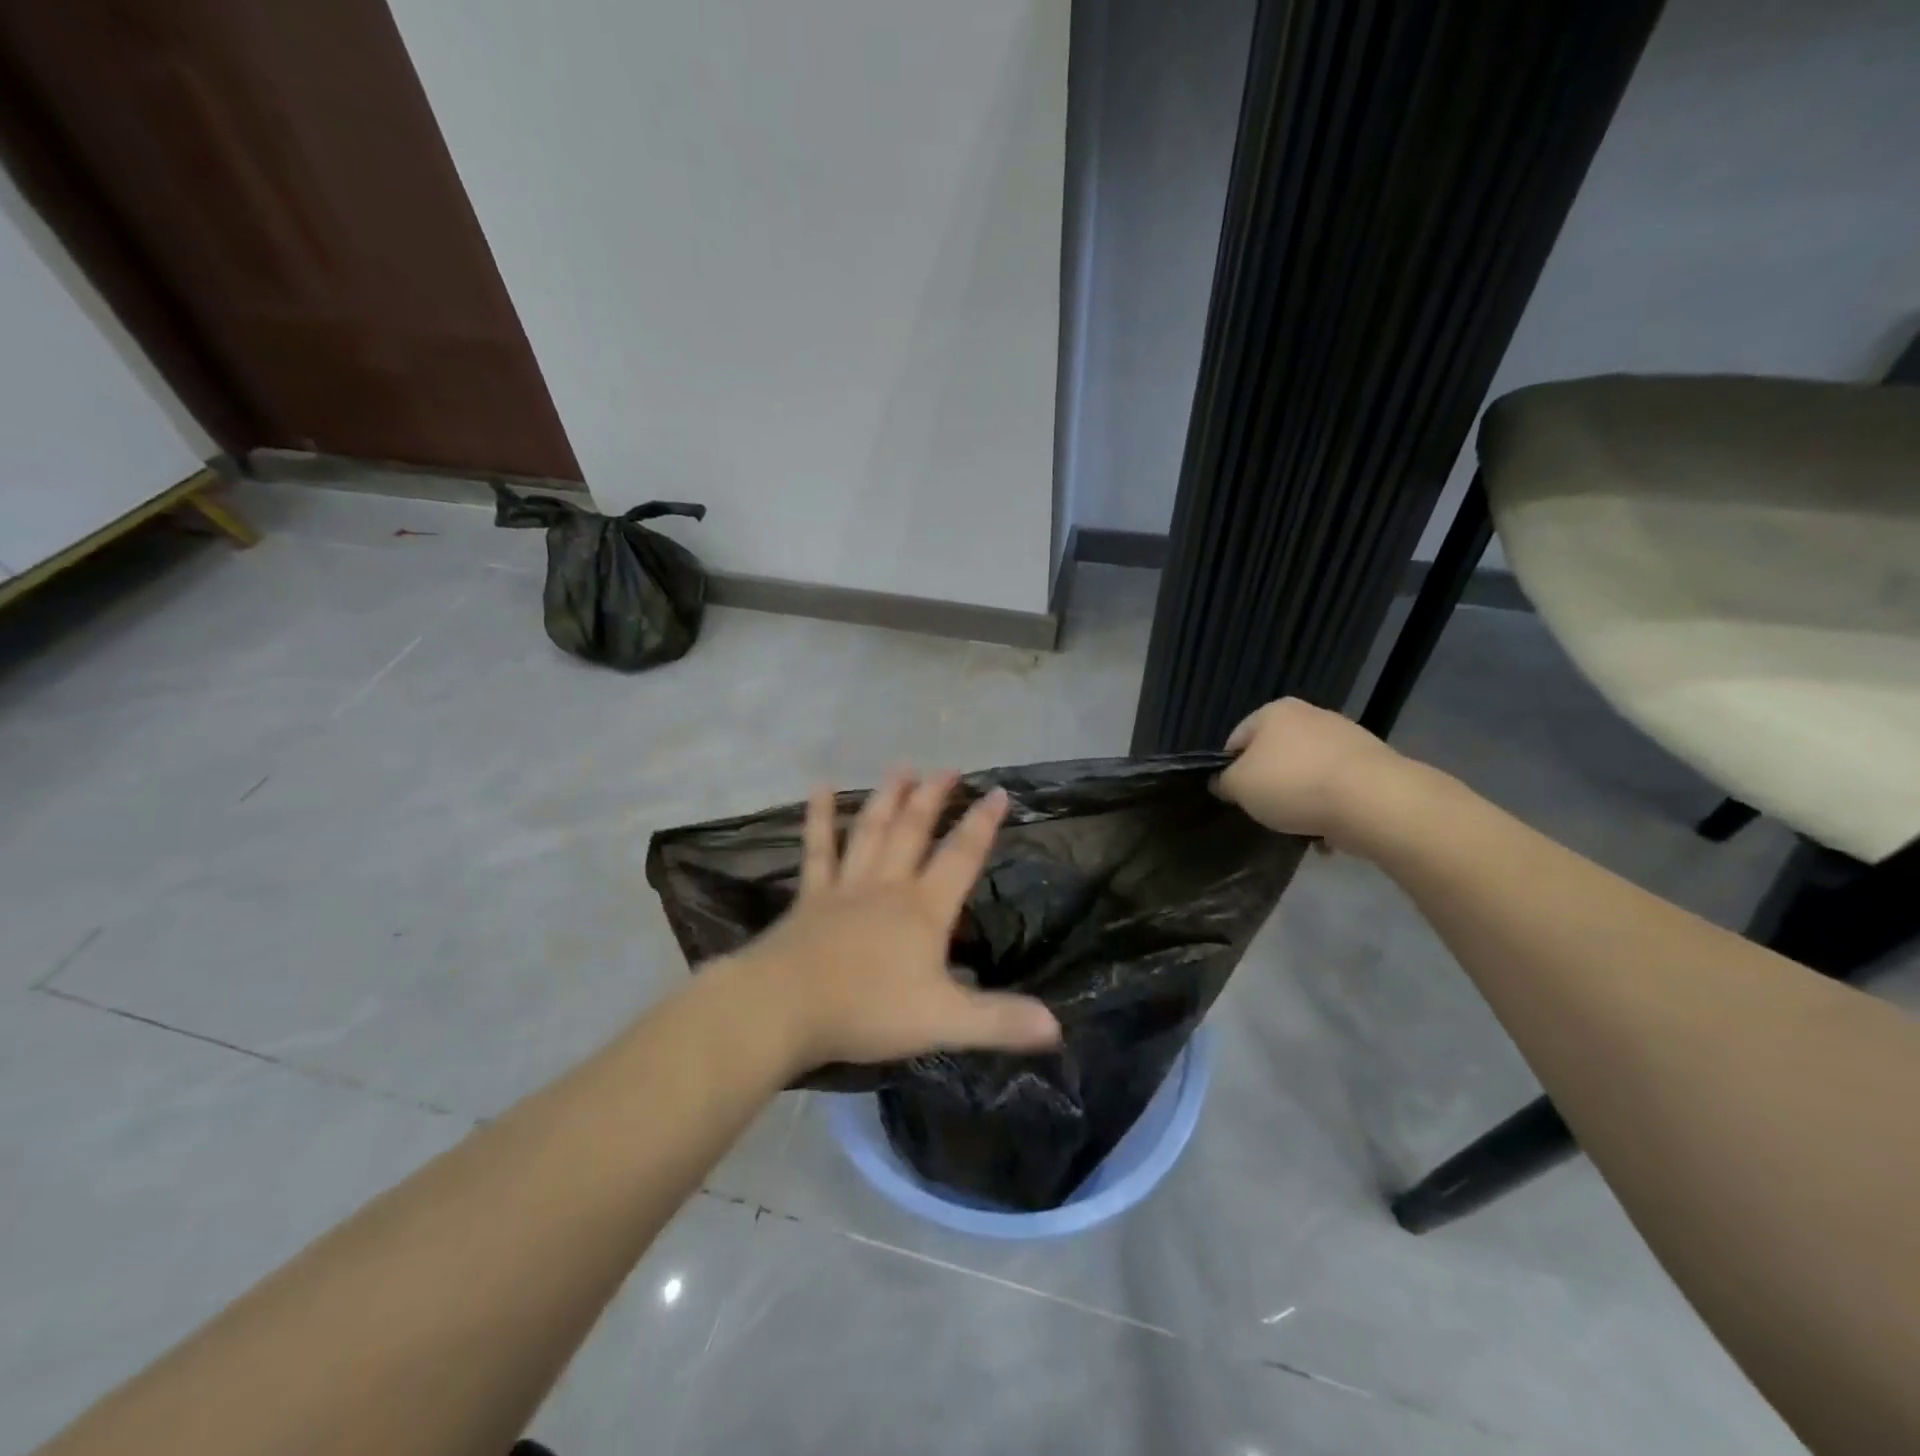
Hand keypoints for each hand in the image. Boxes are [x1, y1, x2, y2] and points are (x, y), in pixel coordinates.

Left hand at [729, 770, 1062, 1073]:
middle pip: (913, 832)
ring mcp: (845, 888)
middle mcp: (887, 887)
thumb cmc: (867, 1011)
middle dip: (933, 798)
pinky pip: (817, 851)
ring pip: (871, 832)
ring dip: (887, 798)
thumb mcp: (943, 1021)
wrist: (784, 1008)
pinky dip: (819, 819)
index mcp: (923, 910)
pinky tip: (819, 788)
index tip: (997, 791)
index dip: (982, 824)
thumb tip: (1057, 1028)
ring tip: (901, 768)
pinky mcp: (810, 898)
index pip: (961, 857)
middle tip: (946, 769)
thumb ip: (999, 1021)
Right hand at [1213, 698, 1411, 847]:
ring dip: (1301, 800)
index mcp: (1275, 712)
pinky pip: (1338, 789)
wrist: (1373, 801)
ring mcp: (1347, 738)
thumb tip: (1225, 782)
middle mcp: (1311, 715)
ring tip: (1300, 828)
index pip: (1237, 740)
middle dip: (1269, 785)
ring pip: (1307, 774)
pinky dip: (1330, 808)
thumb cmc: (1293, 785)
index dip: (1229, 770)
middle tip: (1266, 812)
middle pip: (1275, 756)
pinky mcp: (1374, 765)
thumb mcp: (1239, 786)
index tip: (1235, 797)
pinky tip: (1328, 832)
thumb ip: (1224, 782)